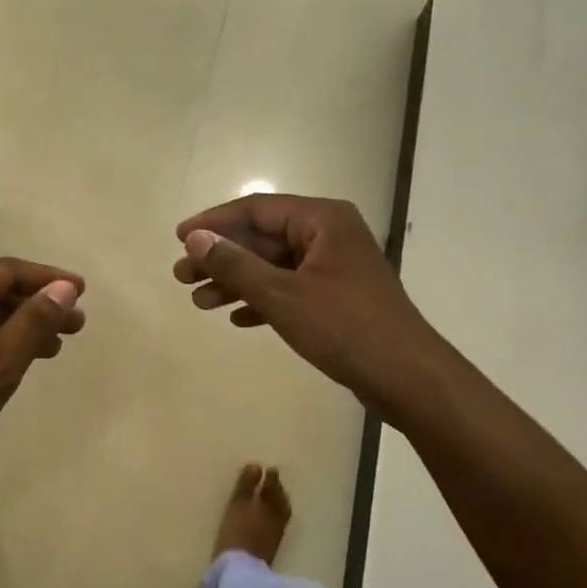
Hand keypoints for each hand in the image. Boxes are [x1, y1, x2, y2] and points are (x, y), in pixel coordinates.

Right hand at [174, 194, 427, 399]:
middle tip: (181, 277)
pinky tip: (238, 319)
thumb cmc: (345, 328)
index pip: (256, 209)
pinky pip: (289, 290)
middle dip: (221, 258)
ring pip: (273, 267)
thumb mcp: (282, 295)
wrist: (407, 378)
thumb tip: (195, 239)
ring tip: (199, 303)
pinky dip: (262, 301)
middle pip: (262, 238)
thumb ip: (235, 265)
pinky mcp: (337, 298)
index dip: (214, 223)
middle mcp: (329, 236)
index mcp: (323, 221)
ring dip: (236, 283)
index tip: (179, 238)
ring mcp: (335, 268)